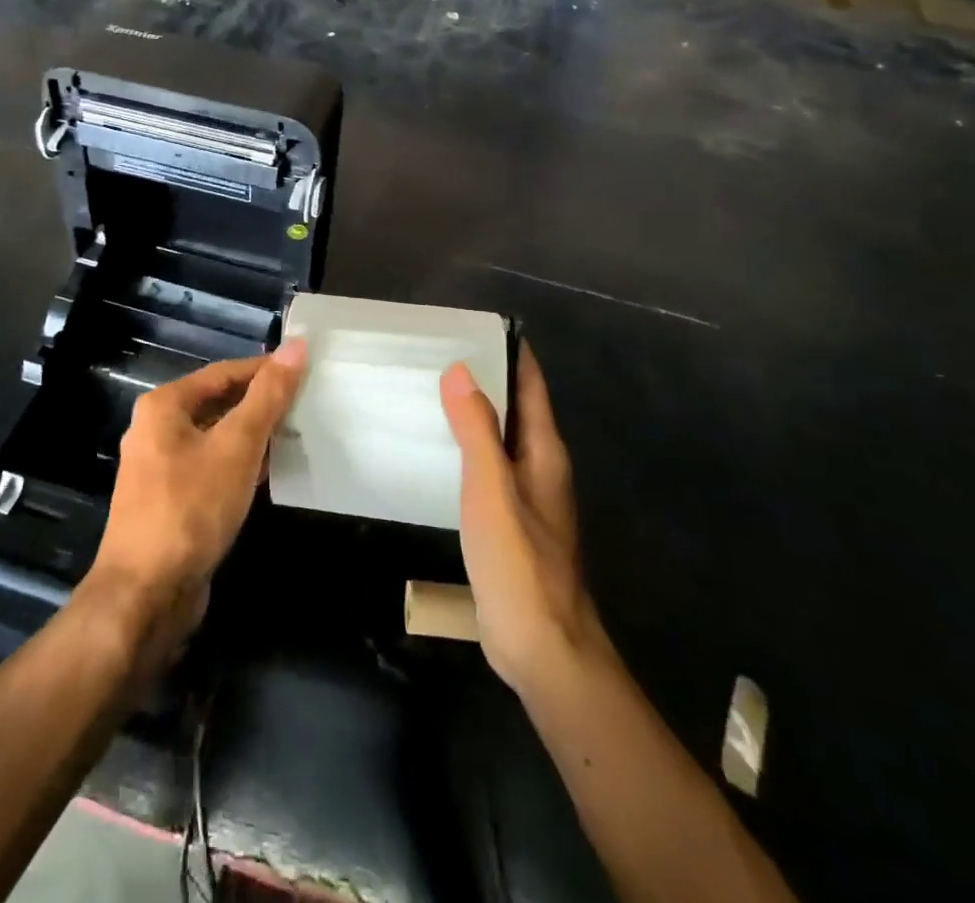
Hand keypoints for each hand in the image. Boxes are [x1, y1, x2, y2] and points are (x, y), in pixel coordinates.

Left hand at [85, 341, 307, 653]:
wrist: (146, 594)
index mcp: (165, 406)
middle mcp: (157, 429)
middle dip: (261, 403)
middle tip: (307, 402)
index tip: (305, 369)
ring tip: (298, 433)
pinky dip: (241, 464)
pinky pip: (212, 467)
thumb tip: (296, 346)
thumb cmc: (191, 507)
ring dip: (254, 435)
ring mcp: (161, 468)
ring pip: (217, 437)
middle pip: (218, 402)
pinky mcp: (171, 501)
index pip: (224, 372)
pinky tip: (272, 472)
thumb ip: (268, 396)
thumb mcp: (237, 445)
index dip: (265, 369)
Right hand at [441, 343, 606, 696]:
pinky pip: (488, 469)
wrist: (543, 649)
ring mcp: (527, 498)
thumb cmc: (519, 562)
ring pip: (500, 439)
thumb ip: (476, 430)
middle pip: (516, 408)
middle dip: (485, 378)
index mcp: (545, 452)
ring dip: (474, 414)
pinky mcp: (510, 524)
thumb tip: (460, 369)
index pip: (531, 385)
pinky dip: (466, 449)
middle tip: (436, 353)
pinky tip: (437, 452)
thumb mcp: (492, 489)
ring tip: (429, 392)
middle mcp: (541, 467)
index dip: (510, 352)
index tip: (474, 326)